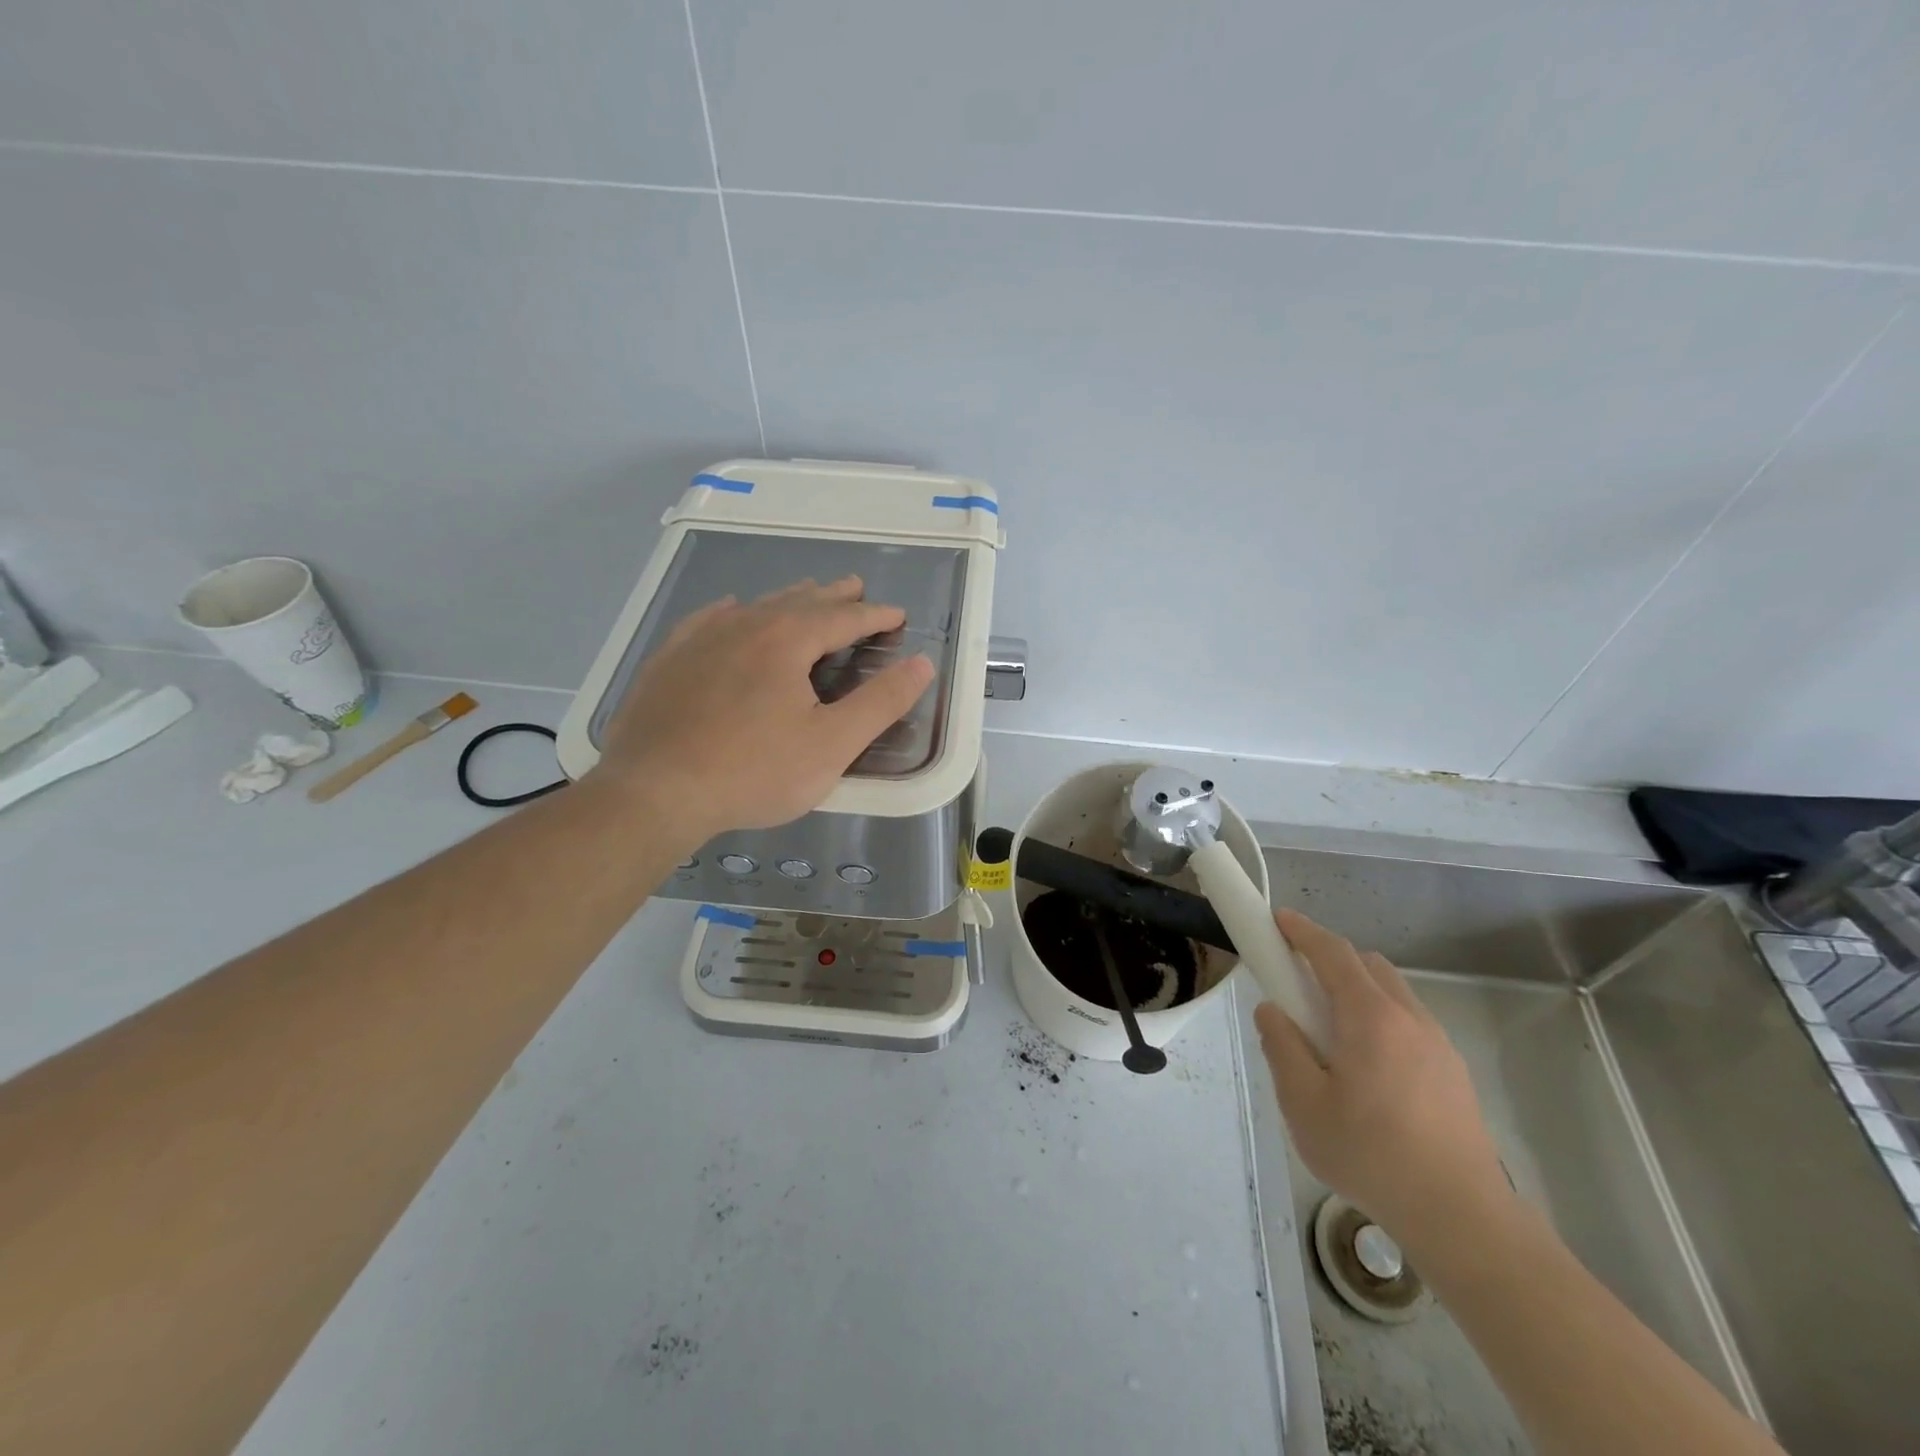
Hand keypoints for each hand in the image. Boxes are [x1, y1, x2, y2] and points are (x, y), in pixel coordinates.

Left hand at [593, 576, 933, 841]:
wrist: (653, 792)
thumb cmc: (753, 771)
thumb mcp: (832, 745)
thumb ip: (881, 702)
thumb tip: (922, 663)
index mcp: (788, 640)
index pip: (844, 618)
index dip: (875, 615)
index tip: (896, 615)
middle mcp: (745, 625)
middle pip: (800, 601)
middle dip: (834, 596)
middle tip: (855, 588)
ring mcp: (701, 638)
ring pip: (756, 606)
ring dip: (788, 599)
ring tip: (806, 595)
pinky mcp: (669, 659)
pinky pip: (707, 619)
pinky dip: (731, 611)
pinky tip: (729, 610)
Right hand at [1254, 910, 1510, 1247]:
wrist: (1462, 1218)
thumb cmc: (1371, 1154)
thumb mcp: (1303, 1103)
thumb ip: (1282, 1047)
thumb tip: (1272, 1011)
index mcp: (1370, 1017)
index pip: (1332, 952)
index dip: (1301, 930)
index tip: (1277, 919)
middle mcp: (1409, 1018)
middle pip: (1367, 966)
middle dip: (1329, 961)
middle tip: (1298, 989)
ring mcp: (1438, 1045)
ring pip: (1392, 994)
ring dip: (1357, 993)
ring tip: (1332, 1038)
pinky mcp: (1454, 1073)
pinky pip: (1409, 1024)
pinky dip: (1380, 1022)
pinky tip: (1368, 1071)